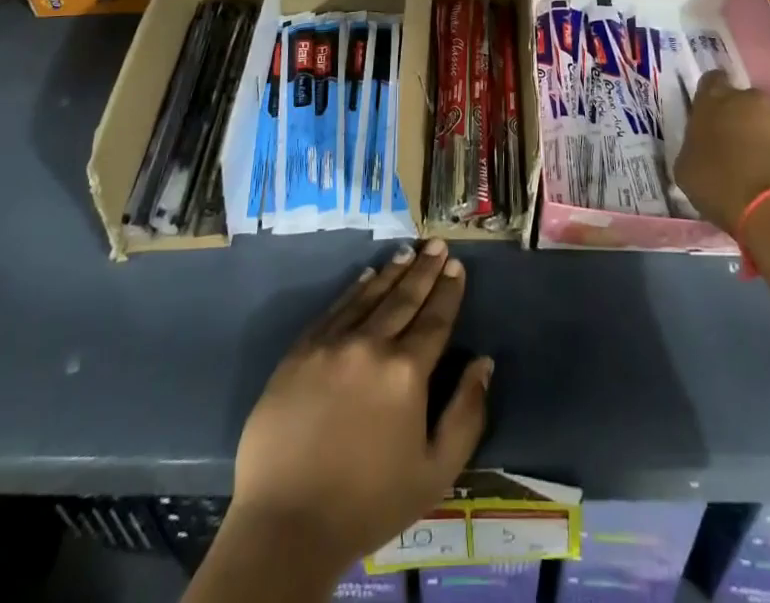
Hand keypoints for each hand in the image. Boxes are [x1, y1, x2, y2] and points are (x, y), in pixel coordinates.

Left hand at [229, 240, 491, 572]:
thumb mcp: (435, 472)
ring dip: (392, 272)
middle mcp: (371, 344)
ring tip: (408, 251)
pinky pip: (335, 309)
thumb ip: (466, 414)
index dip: (448, 291)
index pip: (435, 319)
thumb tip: (484, 363)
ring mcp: (332, 343)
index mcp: (406, 372)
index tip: (456, 266)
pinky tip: (366, 276)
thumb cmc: (368, 503)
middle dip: (425, 269)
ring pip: (370, 296)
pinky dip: (354, 289)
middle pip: (404, 298)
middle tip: (437, 244)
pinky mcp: (300, 351)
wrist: (285, 524)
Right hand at [673, 72, 769, 232]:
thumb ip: (694, 145)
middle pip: (742, 101)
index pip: (711, 80)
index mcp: (713, 101)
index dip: (710, 96)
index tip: (708, 115)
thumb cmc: (721, 186)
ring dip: (761, 136)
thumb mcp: (686, 168)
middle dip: (738, 117)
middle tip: (732, 145)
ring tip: (757, 167)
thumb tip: (702, 144)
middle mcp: (749, 100)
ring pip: (767, 121)